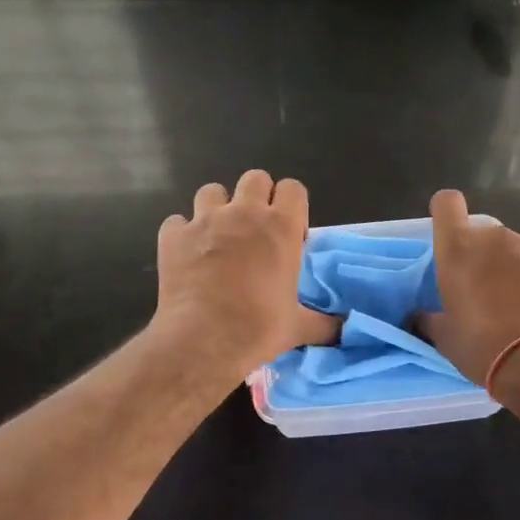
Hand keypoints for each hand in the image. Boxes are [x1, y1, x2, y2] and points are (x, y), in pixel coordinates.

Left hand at [154, 170, 339, 375]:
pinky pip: (176, 221)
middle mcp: (244, 213)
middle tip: (255, 231)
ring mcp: (205, 220)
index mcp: (281, 227)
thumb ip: (325, 323)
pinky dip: (182, 234)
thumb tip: (346, 328)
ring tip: (218, 237)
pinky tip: (186, 255)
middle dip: (257, 197)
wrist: (203, 341)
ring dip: (217, 208)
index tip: (289, 235)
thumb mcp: (298, 327)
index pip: (293, 188)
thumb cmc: (258, 328)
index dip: (292, 206)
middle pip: (255, 178)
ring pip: (212, 191)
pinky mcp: (173, 236)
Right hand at [420, 189, 519, 384]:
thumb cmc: (483, 345)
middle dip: (481, 257)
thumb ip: (429, 318)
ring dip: (511, 270)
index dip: (446, 214)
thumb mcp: (445, 337)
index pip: (446, 203)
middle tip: (482, 294)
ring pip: (514, 251)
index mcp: (459, 247)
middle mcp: (495, 237)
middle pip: (482, 234)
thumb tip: (420, 316)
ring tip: (517, 309)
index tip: (449, 239)